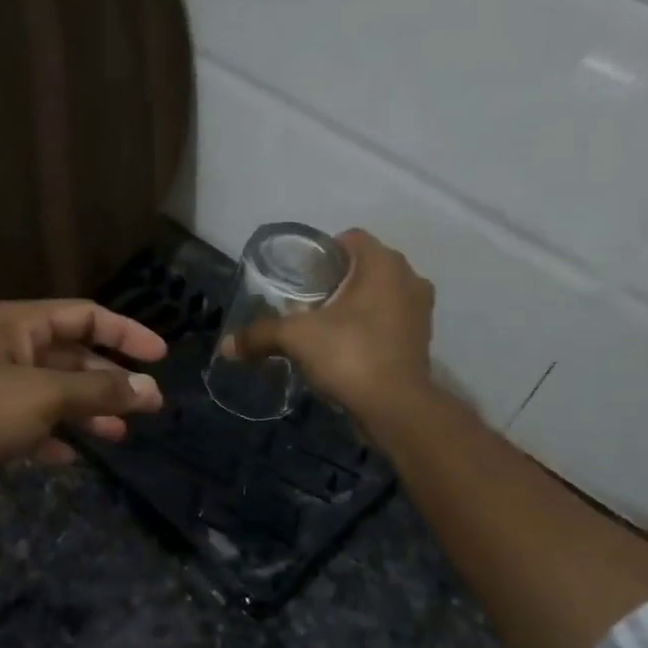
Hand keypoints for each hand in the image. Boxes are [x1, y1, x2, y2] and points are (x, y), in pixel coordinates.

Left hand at [0, 299, 166, 486]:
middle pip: (74, 356)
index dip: (126, 332)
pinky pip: (32, 425)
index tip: (161, 357)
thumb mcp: (44, 397)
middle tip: (150, 406)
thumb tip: (150, 390)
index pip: (86, 315)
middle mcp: (10, 349)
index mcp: (21, 325)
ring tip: (120, 435)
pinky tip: (73, 457)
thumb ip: (100, 392)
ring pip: (56, 394)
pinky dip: (55, 437)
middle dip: (111, 380)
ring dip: (89, 412)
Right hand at [226, 229, 434, 419]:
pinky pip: (389, 322)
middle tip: (307, 302)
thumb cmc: (349, 355)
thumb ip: (260, 335)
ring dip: (355, 306)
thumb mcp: (296, 338)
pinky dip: (369, 329)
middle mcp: (409, 279)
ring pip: (380, 296)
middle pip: (365, 268)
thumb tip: (226, 346)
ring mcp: (420, 311)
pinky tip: (345, 348)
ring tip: (324, 327)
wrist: (394, 408)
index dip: (322, 252)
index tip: (301, 276)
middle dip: (337, 282)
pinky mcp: (420, 341)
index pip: (350, 239)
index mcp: (384, 264)